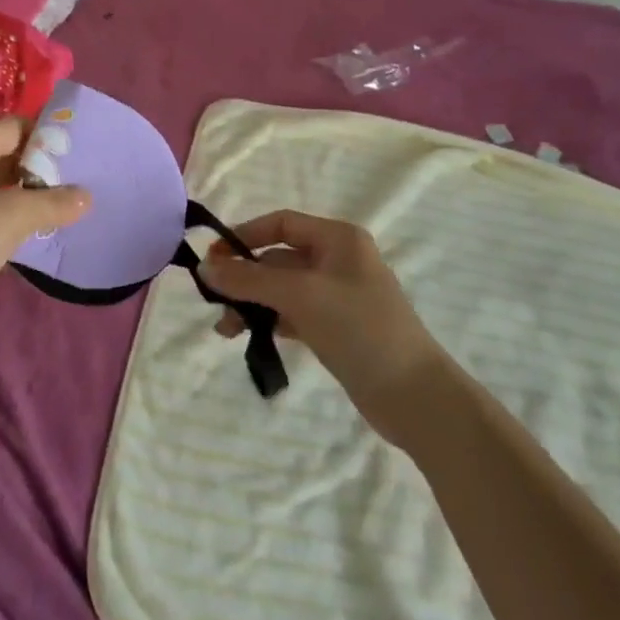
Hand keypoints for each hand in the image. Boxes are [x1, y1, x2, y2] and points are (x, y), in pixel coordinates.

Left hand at [0, 117, 89, 342]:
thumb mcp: (13, 218)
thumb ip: (54, 204)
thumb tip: (86, 196)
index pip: (20, 126)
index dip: (50, 141)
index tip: (79, 165)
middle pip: (7, 152)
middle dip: (39, 172)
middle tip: (72, 194)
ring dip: (21, 197)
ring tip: (53, 217)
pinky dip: (0, 216)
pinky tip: (16, 238)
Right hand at [201, 210, 447, 443]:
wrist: (415, 396)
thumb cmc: (359, 328)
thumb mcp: (300, 296)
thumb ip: (249, 280)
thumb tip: (204, 267)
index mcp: (338, 239)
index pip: (282, 223)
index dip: (245, 236)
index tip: (213, 258)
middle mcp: (339, 260)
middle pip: (279, 258)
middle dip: (245, 278)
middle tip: (214, 300)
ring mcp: (339, 296)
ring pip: (283, 289)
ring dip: (253, 303)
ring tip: (225, 329)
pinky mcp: (337, 328)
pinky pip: (294, 314)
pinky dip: (271, 321)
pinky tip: (251, 337)